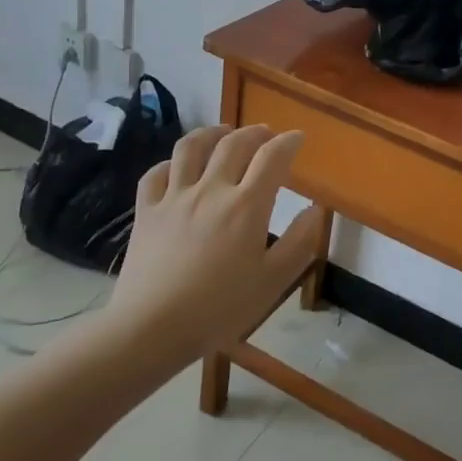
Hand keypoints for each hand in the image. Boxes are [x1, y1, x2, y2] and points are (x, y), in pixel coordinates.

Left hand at [94, 125, 324, 369]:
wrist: (151, 328)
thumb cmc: (219, 309)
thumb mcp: (272, 282)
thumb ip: (298, 242)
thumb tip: (315, 209)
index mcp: (247, 205)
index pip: (272, 157)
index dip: (288, 142)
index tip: (297, 138)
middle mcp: (211, 190)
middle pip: (234, 144)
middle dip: (255, 133)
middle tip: (266, 135)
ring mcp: (174, 197)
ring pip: (191, 147)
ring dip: (212, 133)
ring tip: (224, 133)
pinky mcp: (146, 211)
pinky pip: (156, 173)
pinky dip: (171, 163)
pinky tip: (178, 167)